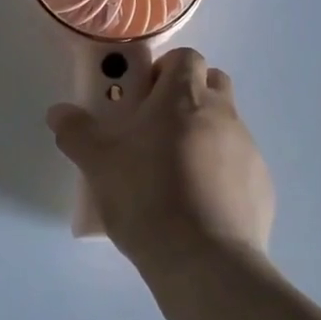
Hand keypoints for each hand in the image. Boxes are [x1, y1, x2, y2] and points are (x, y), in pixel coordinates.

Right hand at [46, 48, 274, 277]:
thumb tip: (58, 113)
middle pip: (212, 83)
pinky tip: (198, 205)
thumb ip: (76, 132)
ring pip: (226, 125)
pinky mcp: (262, 186)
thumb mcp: (98, 164)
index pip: (186, 57)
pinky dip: (222, 173)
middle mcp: (222, 114)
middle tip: (157, 128)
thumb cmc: (146, 196)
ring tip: (174, 173)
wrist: (204, 261)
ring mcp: (248, 150)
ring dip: (204, 135)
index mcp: (184, 97)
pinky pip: (240, 165)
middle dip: (188, 96)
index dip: (164, 70)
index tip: (142, 97)